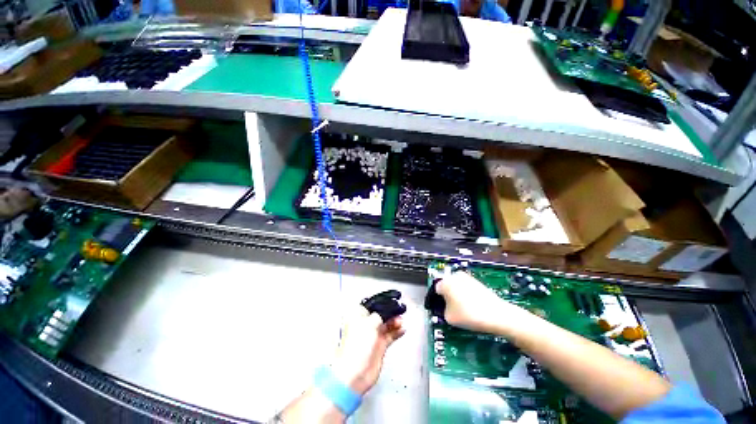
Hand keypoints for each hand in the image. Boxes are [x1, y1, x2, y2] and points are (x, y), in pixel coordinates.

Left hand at [331, 306, 405, 395]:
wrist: (355, 372)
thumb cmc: (358, 344)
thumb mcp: (370, 323)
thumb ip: (380, 314)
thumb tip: (387, 310)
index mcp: (358, 315)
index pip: (373, 303)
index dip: (383, 301)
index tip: (394, 299)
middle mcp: (365, 323)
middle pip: (381, 313)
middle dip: (391, 311)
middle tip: (400, 309)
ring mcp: (373, 335)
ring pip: (387, 323)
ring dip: (395, 321)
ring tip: (401, 321)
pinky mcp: (379, 345)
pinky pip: (390, 335)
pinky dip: (396, 331)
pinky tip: (402, 329)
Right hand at [436, 271, 529, 334]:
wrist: (497, 314)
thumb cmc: (470, 315)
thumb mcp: (449, 318)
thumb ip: (442, 311)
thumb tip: (445, 308)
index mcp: (445, 282)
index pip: (435, 290)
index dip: (436, 300)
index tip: (439, 308)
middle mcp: (455, 276)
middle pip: (446, 286)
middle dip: (446, 296)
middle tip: (450, 309)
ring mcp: (467, 278)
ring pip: (456, 286)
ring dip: (456, 295)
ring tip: (461, 309)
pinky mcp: (477, 282)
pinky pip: (466, 288)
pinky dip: (466, 295)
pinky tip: (471, 307)